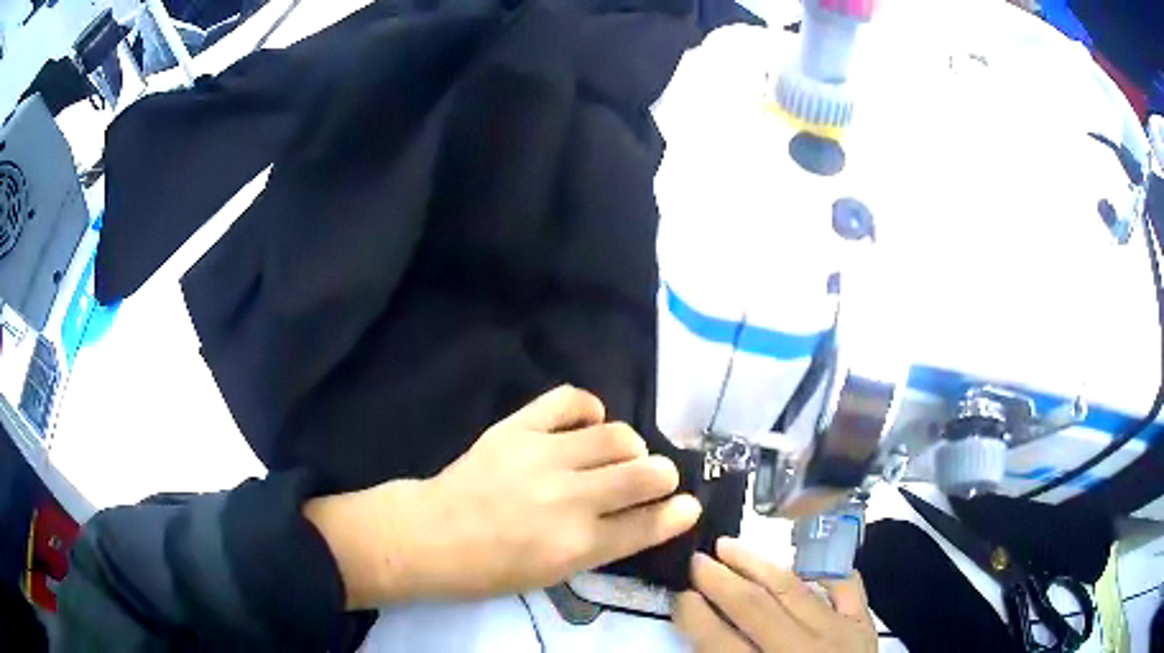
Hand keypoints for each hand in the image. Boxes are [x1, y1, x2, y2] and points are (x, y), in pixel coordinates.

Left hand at [307, 386, 701, 607]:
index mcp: (578, 546)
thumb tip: (647, 516)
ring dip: (631, 446)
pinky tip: (588, 423)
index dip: (678, 513)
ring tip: (618, 454)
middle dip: (662, 476)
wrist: (431, 535)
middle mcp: (570, 499)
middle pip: (646, 474)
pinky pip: (571, 399)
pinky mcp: (519, 427)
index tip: (688, 505)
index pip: (648, 524)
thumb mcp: (555, 574)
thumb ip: (605, 544)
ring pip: (618, 435)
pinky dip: (590, 409)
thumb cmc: (492, 568)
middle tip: (652, 479)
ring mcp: (544, 457)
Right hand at [674, 538, 876, 652]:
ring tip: (730, 546)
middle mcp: (803, 648)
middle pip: (755, 607)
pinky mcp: (864, 622)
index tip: (679, 595)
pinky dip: (825, 570)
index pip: (720, 642)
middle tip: (696, 559)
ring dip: (757, 564)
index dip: (694, 616)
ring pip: (793, 587)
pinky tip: (803, 560)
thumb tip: (704, 627)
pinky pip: (846, 585)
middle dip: (719, 580)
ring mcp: (839, 631)